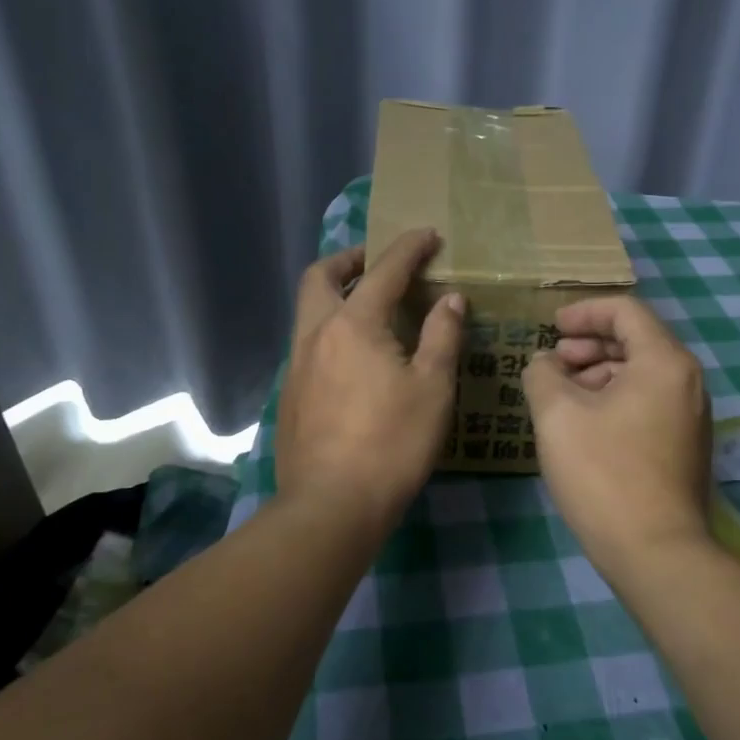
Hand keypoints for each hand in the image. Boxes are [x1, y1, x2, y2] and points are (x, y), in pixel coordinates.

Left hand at [275, 228, 464, 535]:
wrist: (332, 505)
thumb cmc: (392, 443)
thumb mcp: (432, 387)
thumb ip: (442, 335)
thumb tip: (450, 299)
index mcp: (353, 324)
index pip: (384, 271)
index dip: (408, 248)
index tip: (428, 234)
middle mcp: (316, 334)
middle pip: (320, 276)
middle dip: (349, 258)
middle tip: (378, 262)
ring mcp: (296, 364)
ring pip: (308, 310)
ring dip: (335, 293)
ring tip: (368, 305)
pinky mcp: (289, 394)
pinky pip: (308, 342)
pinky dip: (329, 328)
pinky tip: (353, 357)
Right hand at [521, 295, 712, 581]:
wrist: (656, 552)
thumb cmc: (604, 473)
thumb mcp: (558, 415)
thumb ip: (543, 374)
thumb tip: (545, 363)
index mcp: (664, 362)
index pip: (625, 311)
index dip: (584, 312)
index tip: (551, 327)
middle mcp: (687, 381)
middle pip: (636, 341)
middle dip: (589, 344)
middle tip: (553, 361)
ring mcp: (691, 417)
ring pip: (641, 375)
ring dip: (599, 374)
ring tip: (562, 394)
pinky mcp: (685, 447)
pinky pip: (648, 403)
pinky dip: (615, 399)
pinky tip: (585, 424)